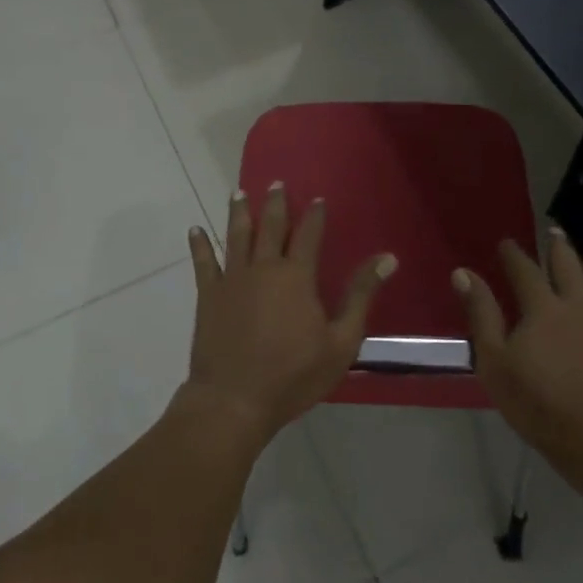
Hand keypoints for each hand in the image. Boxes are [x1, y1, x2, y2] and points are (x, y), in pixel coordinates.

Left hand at [184, 184, 395, 446]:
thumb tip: (388, 258)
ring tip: (239, 193)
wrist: (234, 400)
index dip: (314, 215)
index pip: (309, 235)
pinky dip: (199, 244)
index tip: (318, 198)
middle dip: (275, 203)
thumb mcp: (341, 341)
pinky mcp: (209, 296)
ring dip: (239, 213)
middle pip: (270, 227)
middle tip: (275, 183)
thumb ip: (361, 295)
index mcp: (297, 276)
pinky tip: (195, 229)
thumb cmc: (293, 375)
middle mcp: (263, 268)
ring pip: (236, 236)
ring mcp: (232, 279)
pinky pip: (203, 262)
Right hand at [456, 229, 582, 485]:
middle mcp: (579, 306)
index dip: (514, 255)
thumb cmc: (539, 403)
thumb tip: (463, 272)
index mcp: (542, 308)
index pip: (525, 271)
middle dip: (560, 249)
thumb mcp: (495, 361)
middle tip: (557, 231)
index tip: (506, 242)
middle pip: (569, 269)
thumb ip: (481, 314)